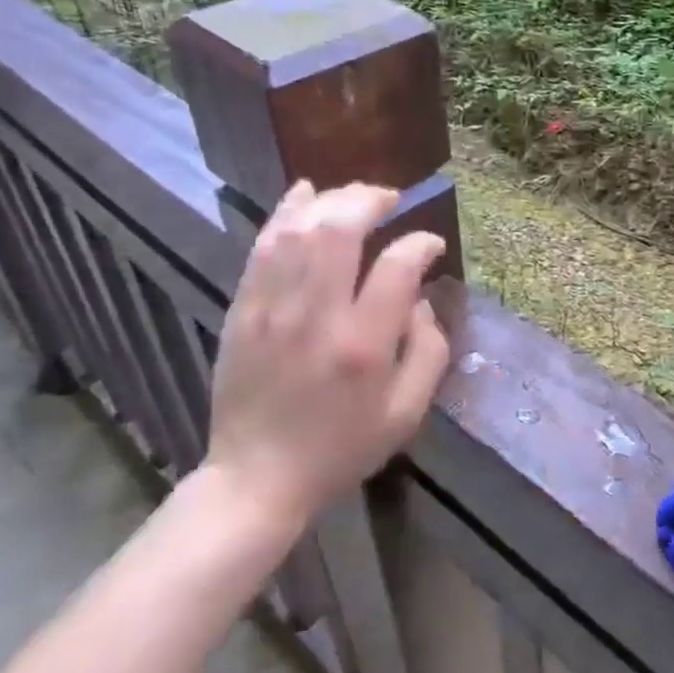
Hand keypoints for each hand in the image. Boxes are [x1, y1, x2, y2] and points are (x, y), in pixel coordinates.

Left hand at [205, 180, 449, 545]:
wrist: (257, 478)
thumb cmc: (341, 448)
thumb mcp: (407, 412)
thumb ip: (429, 349)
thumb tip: (420, 298)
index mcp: (363, 346)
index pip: (396, 267)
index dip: (420, 244)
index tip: (431, 245)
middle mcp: (316, 316)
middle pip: (340, 229)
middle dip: (370, 201)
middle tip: (392, 199)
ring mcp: (271, 308)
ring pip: (298, 228)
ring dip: (332, 200)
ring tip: (356, 196)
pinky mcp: (243, 309)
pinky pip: (264, 245)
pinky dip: (286, 212)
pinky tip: (306, 194)